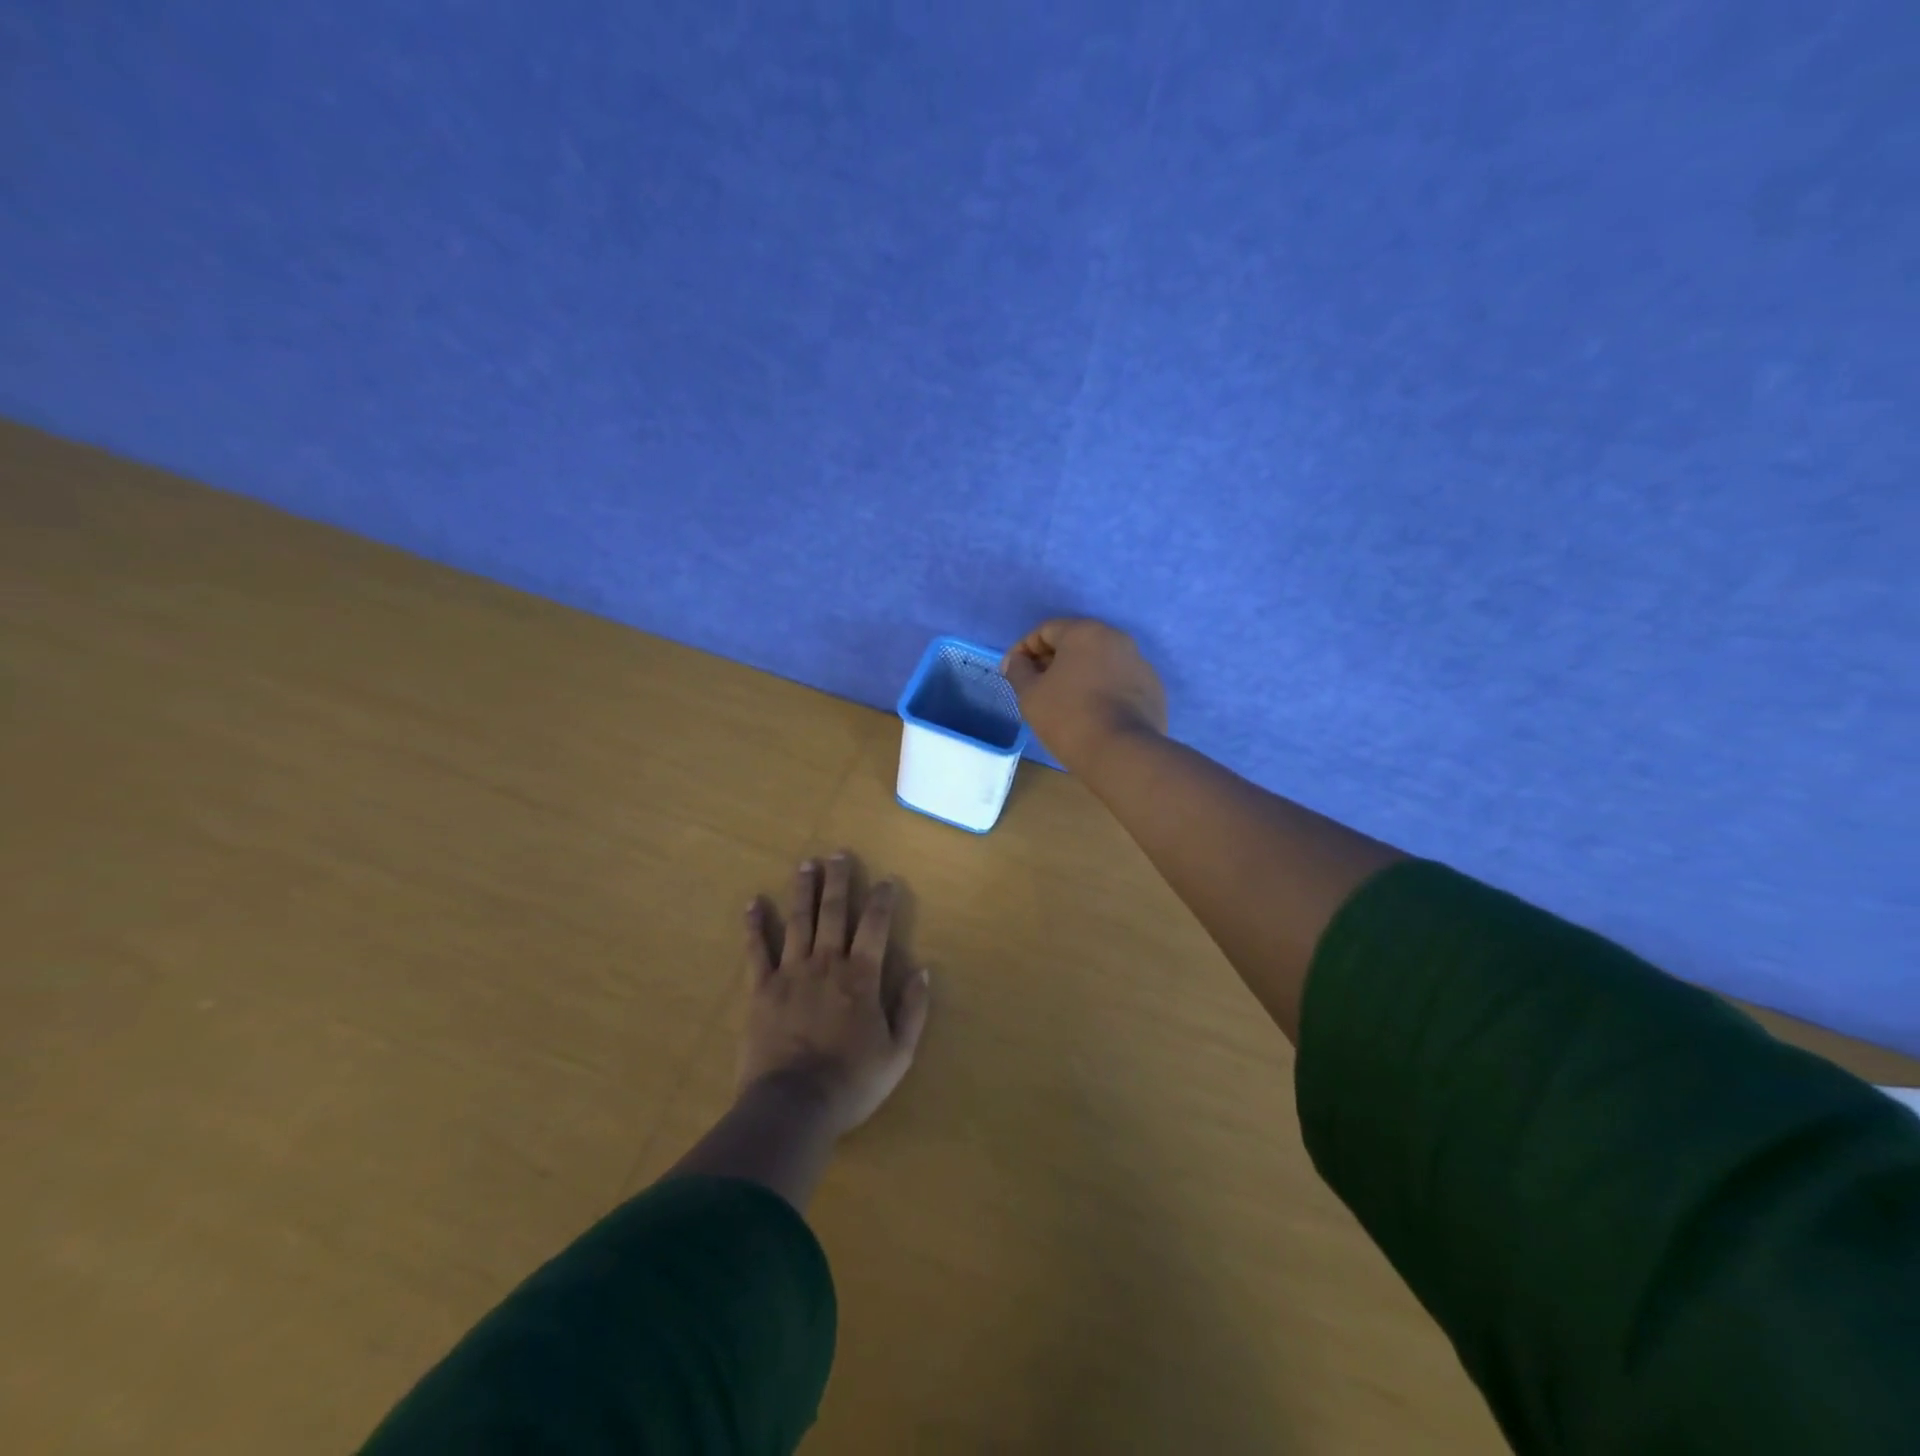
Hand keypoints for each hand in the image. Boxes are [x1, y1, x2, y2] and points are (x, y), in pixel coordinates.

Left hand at [739, 853, 931, 1138]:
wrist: (793, 1106)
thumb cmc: (851, 1082)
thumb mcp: (898, 1054)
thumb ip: (912, 1010)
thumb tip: (922, 970)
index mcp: (861, 977)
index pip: (874, 926)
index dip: (881, 900)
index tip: (886, 880)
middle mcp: (827, 963)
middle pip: (833, 912)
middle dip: (838, 880)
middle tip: (838, 854)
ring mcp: (791, 973)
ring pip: (798, 921)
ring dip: (803, 890)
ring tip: (805, 864)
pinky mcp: (761, 989)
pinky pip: (757, 950)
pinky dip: (755, 925)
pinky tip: (753, 903)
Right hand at [1002, 618, 1168, 769]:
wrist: (1122, 753)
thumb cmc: (1069, 717)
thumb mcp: (1030, 695)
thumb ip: (1018, 671)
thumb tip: (1015, 660)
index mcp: (1086, 632)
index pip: (1046, 630)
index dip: (1024, 650)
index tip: (1013, 672)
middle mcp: (1117, 639)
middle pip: (1076, 643)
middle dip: (1052, 661)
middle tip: (1036, 687)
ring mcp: (1140, 664)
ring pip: (1100, 663)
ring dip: (1078, 675)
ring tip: (1063, 702)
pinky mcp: (1153, 690)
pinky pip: (1119, 682)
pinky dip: (1102, 690)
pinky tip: (1092, 713)